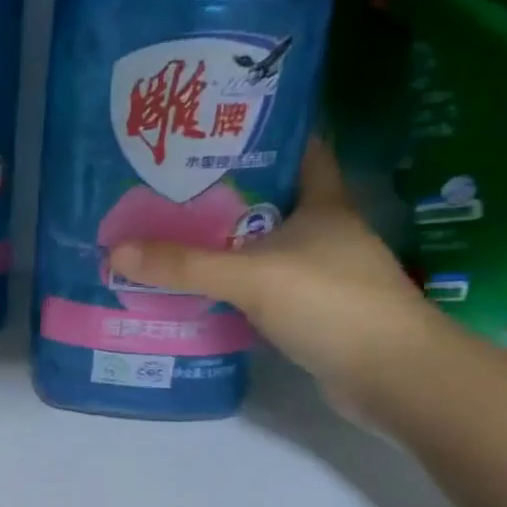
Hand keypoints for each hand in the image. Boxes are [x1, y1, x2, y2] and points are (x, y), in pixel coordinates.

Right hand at [107, 139, 446, 418]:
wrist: (391, 376)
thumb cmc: (330, 304)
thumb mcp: (250, 276)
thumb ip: (184, 265)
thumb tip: (116, 250)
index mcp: (324, 205)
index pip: (303, 151)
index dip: (267, 136)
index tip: (220, 130)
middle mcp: (325, 233)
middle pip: (272, 201)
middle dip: (226, 194)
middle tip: (171, 188)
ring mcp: (322, 275)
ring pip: (264, 247)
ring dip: (226, 244)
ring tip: (171, 236)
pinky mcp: (313, 311)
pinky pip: (262, 287)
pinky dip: (234, 286)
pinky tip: (198, 289)